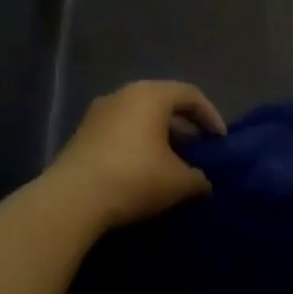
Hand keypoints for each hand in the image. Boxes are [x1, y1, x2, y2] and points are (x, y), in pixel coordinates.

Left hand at [38, 80, 224, 233]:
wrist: (72, 199)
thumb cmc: (134, 177)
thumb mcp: (178, 182)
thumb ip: (198, 178)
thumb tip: (203, 182)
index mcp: (151, 95)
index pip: (190, 94)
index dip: (210, 115)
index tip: (220, 141)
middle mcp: (124, 94)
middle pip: (163, 102)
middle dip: (183, 125)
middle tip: (197, 149)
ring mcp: (98, 112)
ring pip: (138, 116)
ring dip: (158, 135)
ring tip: (170, 161)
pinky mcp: (81, 133)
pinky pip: (119, 130)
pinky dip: (136, 143)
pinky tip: (141, 169)